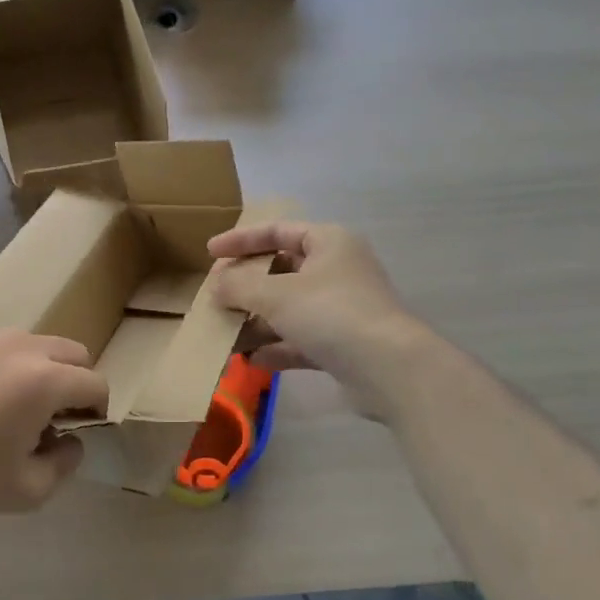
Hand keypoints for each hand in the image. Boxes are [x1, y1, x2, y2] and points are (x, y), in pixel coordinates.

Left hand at [0, 331, 106, 512]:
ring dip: (42, 369)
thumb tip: (72, 441)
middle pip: (73, 353)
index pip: (95, 383)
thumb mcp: (26, 490)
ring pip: (37, 344)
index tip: (80, 430)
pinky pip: (1, 345)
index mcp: (46, 380)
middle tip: (54, 416)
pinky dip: (7, 364)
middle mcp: (24, 348)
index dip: (98, 409)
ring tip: (16, 405)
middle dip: (76, 382)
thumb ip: (64, 465)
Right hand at [209, 221, 425, 418]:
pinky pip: (300, 339)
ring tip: (223, 334)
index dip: (241, 239)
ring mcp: (341, 308)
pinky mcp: (343, 344)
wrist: (389, 369)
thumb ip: (239, 286)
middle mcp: (337, 270)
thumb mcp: (275, 294)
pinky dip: (276, 347)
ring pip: (289, 309)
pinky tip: (249, 359)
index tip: (210, 252)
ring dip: (256, 321)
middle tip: (215, 296)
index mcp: (328, 242)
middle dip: (246, 287)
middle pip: (281, 271)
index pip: (277, 231)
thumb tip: (216, 287)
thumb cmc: (330, 313)